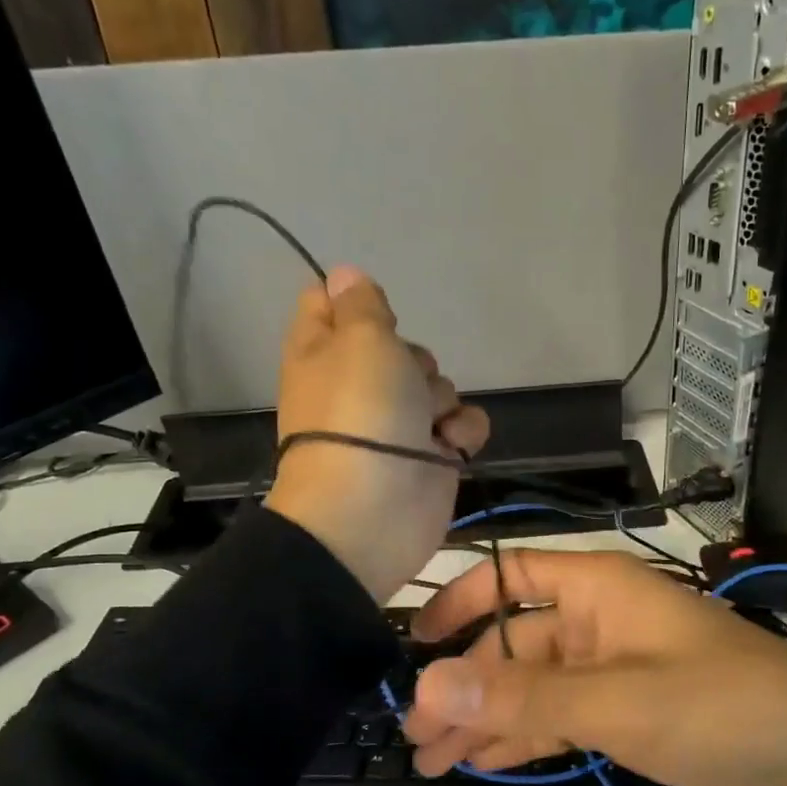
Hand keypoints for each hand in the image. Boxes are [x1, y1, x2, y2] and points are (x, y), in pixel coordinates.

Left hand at [264, 267, 488, 601]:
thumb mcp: (359, 339)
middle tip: (402, 381)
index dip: (355, 303)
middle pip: (401, 346)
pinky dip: (461, 434)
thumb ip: (360, 304)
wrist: (374, 509)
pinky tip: (449, 447)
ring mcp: (399, 424)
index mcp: (324, 352)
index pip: (330, 305)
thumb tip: (342, 275)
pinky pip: (462, 425)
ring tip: (425, 425)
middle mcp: (360, 385)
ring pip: (438, 384)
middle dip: (414, 359)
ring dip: (440, 399)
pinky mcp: (432, 456)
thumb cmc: (360, 412)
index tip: (373, 312)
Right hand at [402, 551, 786, 785]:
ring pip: (531, 686)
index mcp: (598, 590)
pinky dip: (523, 737)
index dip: (460, 600)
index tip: (415, 642)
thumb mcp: (619, 701)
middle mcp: (597, 622)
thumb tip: (431, 684)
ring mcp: (610, 670)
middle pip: (512, 643)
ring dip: (485, 718)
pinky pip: (558, 716)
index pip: (511, 576)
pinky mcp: (624, 712)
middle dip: (464, 684)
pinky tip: (483, 760)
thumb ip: (525, 695)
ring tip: (430, 757)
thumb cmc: (722, 707)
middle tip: (414, 733)